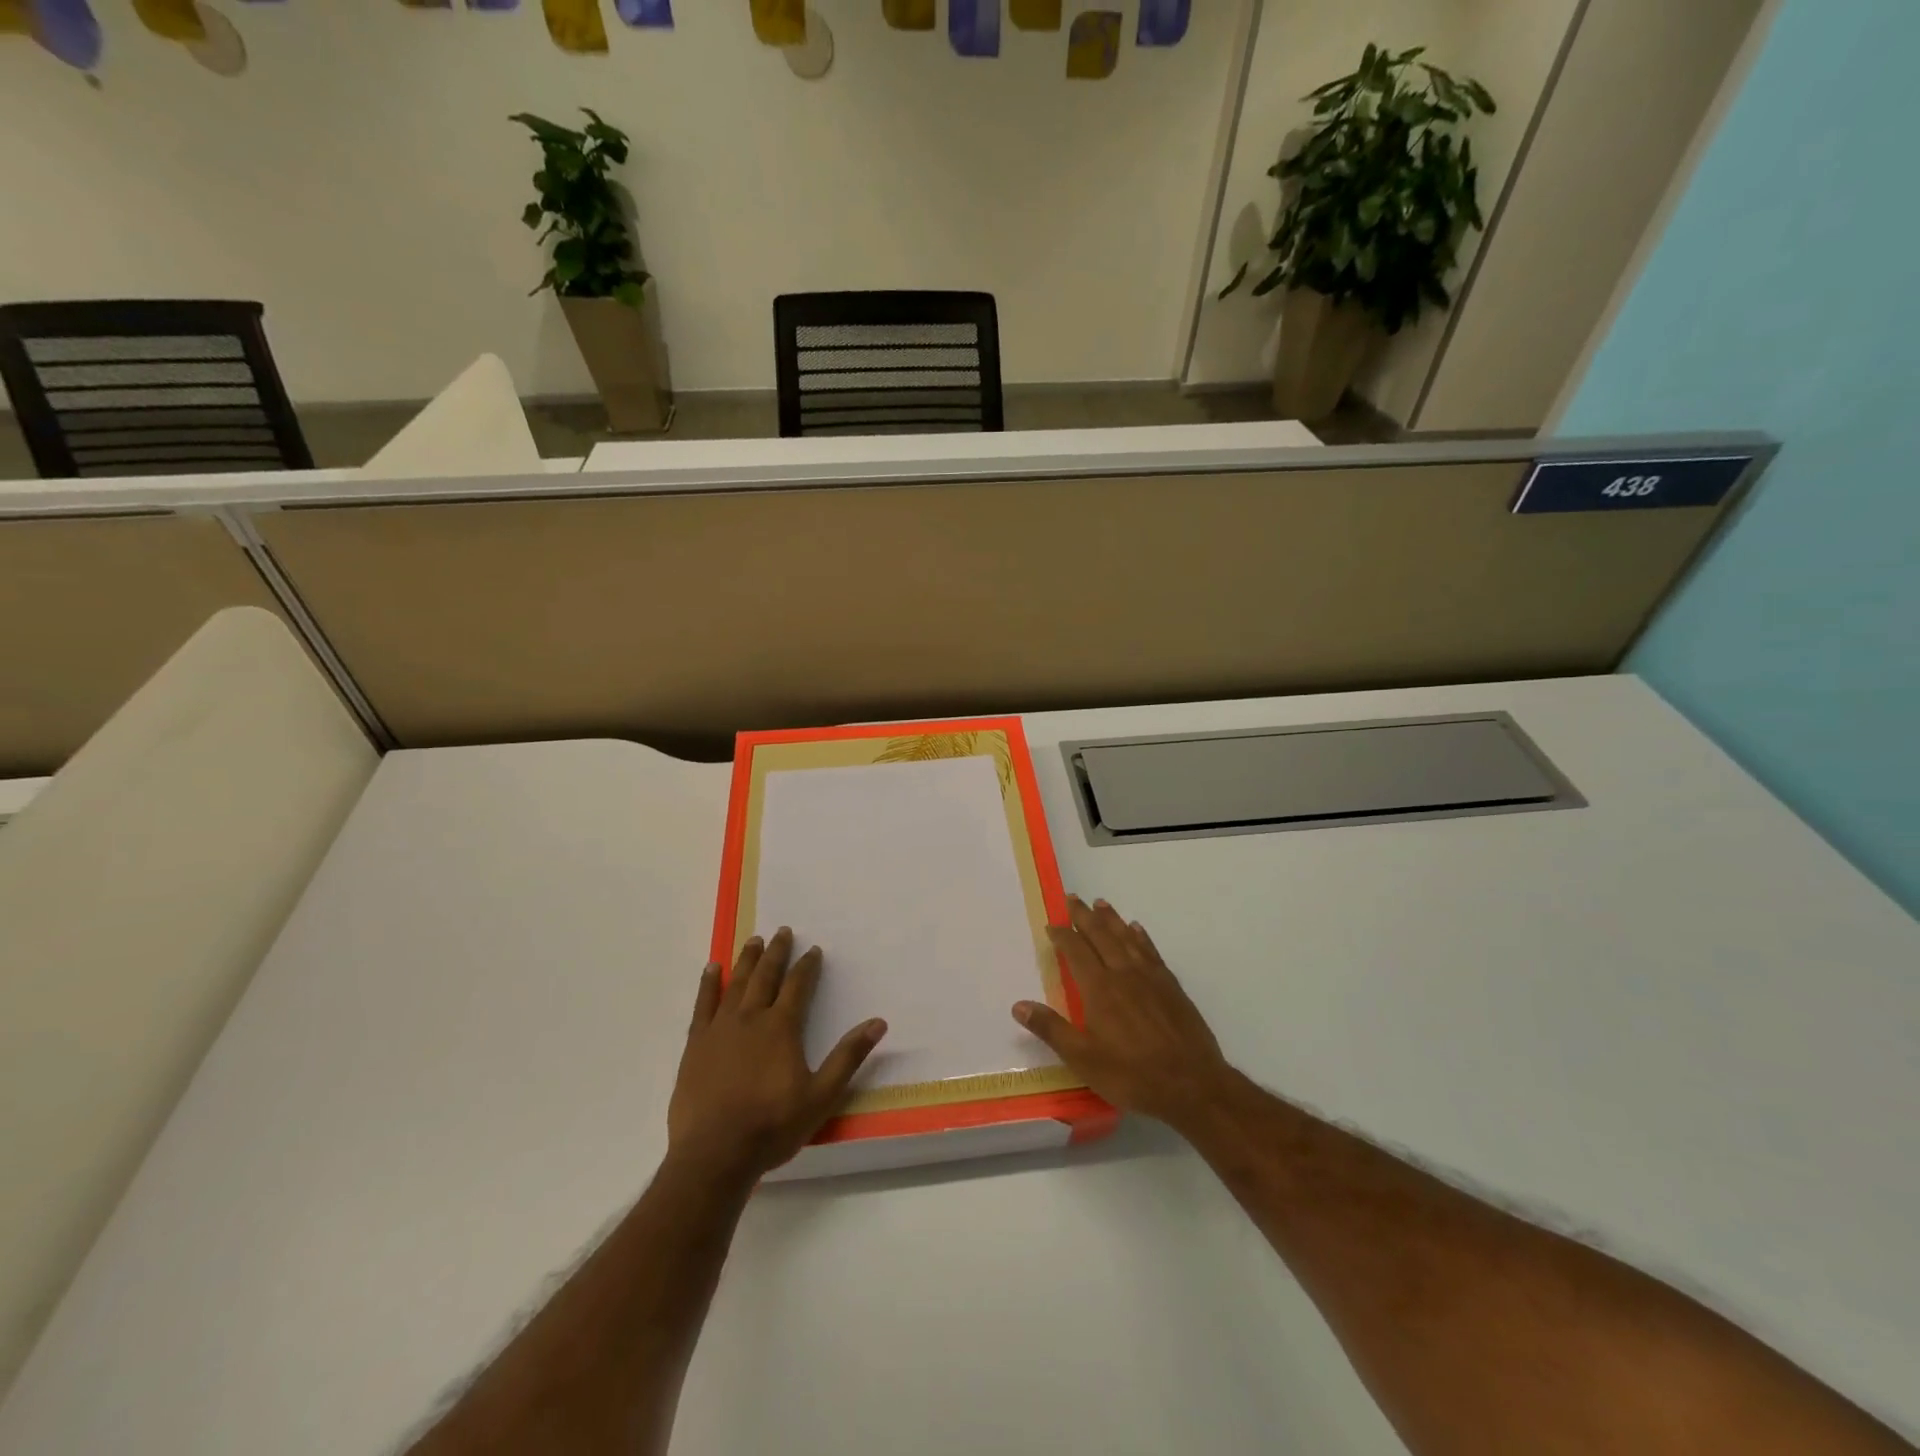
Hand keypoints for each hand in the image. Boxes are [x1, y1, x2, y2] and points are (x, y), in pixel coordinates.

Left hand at [668, 928, 886, 1181]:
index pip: (798, 986)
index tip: (813, 949)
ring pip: (736, 984)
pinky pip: (702, 1005)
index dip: (807, 966)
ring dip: (747, 960)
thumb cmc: (772, 1127)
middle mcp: (751, 1018)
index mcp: (781, 1028)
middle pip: (766, 976)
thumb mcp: (821, 1096)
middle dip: (776, 952)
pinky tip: (712, 968)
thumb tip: (878, 1022)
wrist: (714, 1155)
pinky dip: (708, 984)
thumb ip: (848, 1057)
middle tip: (783, 931)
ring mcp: (719, 1029)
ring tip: (754, 940)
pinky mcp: (695, 1045)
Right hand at [1012, 896, 1232, 1132]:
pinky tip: (1137, 930)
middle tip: (1073, 898)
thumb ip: (1051, 1029)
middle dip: (1084, 916)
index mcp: (1099, 989)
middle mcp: (1123, 973)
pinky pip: (1151, 951)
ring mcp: (1151, 977)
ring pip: (1127, 938)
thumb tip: (1018, 1005)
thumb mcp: (1083, 1059)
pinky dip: (1141, 937)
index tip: (1051, 923)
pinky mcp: (1171, 986)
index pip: (1076, 951)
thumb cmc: (1132, 1075)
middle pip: (1101, 936)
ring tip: (1100, 903)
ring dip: (1111, 919)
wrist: (1192, 1085)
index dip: (1062, 935)